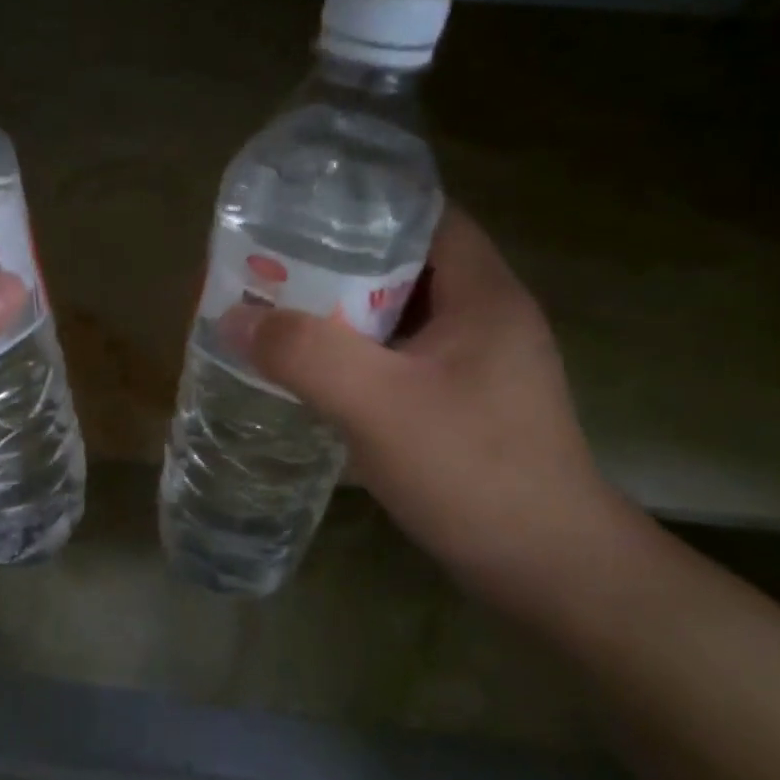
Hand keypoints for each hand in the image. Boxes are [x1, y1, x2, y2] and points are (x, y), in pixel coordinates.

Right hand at [224, 205, 625, 601]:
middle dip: (336, 266)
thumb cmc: (472, 471)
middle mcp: (485, 318)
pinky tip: (313, 375)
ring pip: (397, 318)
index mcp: (483, 295)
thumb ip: (305, 354)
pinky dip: (355, 359)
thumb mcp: (379, 405)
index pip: (425, 217)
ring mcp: (476, 366)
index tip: (299, 218)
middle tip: (271, 271)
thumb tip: (233, 318)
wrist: (546, 570)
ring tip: (278, 316)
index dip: (363, 209)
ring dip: (341, 316)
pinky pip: (398, 361)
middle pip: (404, 267)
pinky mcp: (462, 405)